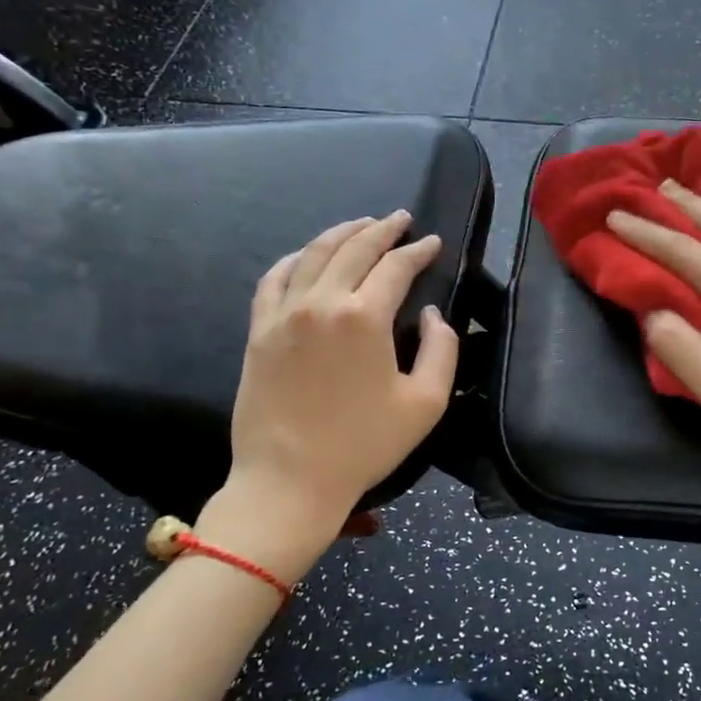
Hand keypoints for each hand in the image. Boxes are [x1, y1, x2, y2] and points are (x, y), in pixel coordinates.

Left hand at [204, 212, 458, 579]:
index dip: (418, 251)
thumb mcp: (426, 403)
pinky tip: (307, 255)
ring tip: (361, 224)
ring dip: (341, 233)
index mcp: (365, 318)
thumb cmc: (364, 445)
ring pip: (313, 254)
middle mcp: (322, 303)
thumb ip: (441, 349)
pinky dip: (295, 259)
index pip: (396, 267)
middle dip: (382, 229)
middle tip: (400, 219)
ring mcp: (283, 314)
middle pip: (354, 249)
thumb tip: (431, 314)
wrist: (289, 481)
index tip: (433, 243)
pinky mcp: (259, 331)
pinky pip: (275, 279)